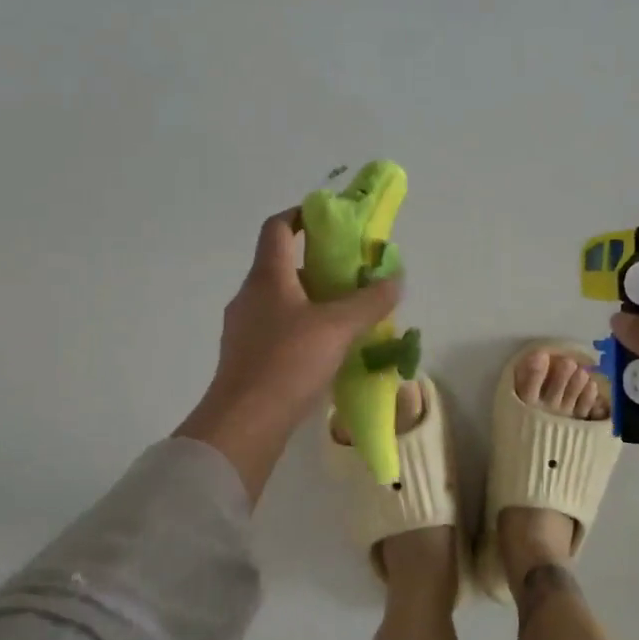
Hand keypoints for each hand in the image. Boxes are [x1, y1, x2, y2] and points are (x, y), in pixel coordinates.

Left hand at [176, 209, 402, 502]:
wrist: (243, 425)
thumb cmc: (288, 362)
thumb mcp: (339, 328)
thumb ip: (371, 301)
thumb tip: (395, 278)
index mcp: (267, 277)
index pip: (278, 228)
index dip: (301, 215)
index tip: (329, 218)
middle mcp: (250, 295)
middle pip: (282, 264)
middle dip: (318, 264)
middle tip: (352, 274)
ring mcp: (243, 328)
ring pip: (281, 299)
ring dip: (311, 299)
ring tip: (346, 313)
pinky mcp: (246, 357)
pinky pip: (277, 328)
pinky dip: (301, 327)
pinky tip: (326, 349)